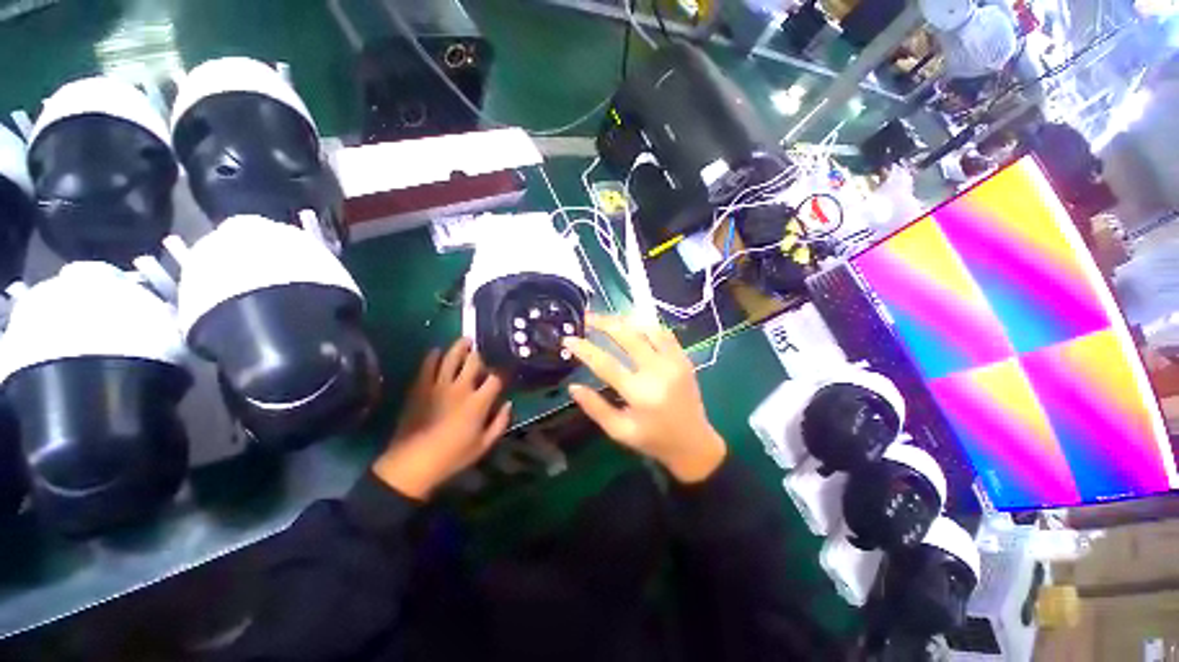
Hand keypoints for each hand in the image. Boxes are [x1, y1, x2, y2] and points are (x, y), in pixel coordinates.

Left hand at [373, 338, 510, 498]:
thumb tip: (509, 404)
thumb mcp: (484, 445)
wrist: (412, 464)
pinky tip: (436, 351)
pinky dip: (432, 356)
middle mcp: (461, 388)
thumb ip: (500, 422)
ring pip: (451, 357)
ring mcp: (438, 385)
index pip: (495, 378)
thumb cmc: (452, 457)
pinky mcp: (420, 387)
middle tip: (483, 348)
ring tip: (465, 340)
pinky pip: (427, 366)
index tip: (501, 373)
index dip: (500, 373)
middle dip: (481, 353)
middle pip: (474, 361)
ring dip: (460, 347)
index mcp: (478, 402)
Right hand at [564, 314, 725, 482]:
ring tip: (606, 317)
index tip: (569, 339)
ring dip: (624, 320)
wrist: (694, 443)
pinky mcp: (683, 358)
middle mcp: (658, 372)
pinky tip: (632, 324)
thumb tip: (573, 387)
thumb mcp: (619, 431)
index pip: (606, 364)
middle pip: (627, 337)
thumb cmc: (653, 440)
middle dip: (604, 323)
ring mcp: (674, 362)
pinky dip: (646, 325)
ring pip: (646, 329)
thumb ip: (595, 408)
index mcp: (640, 393)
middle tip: (586, 317)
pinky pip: (664, 333)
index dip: (585, 349)